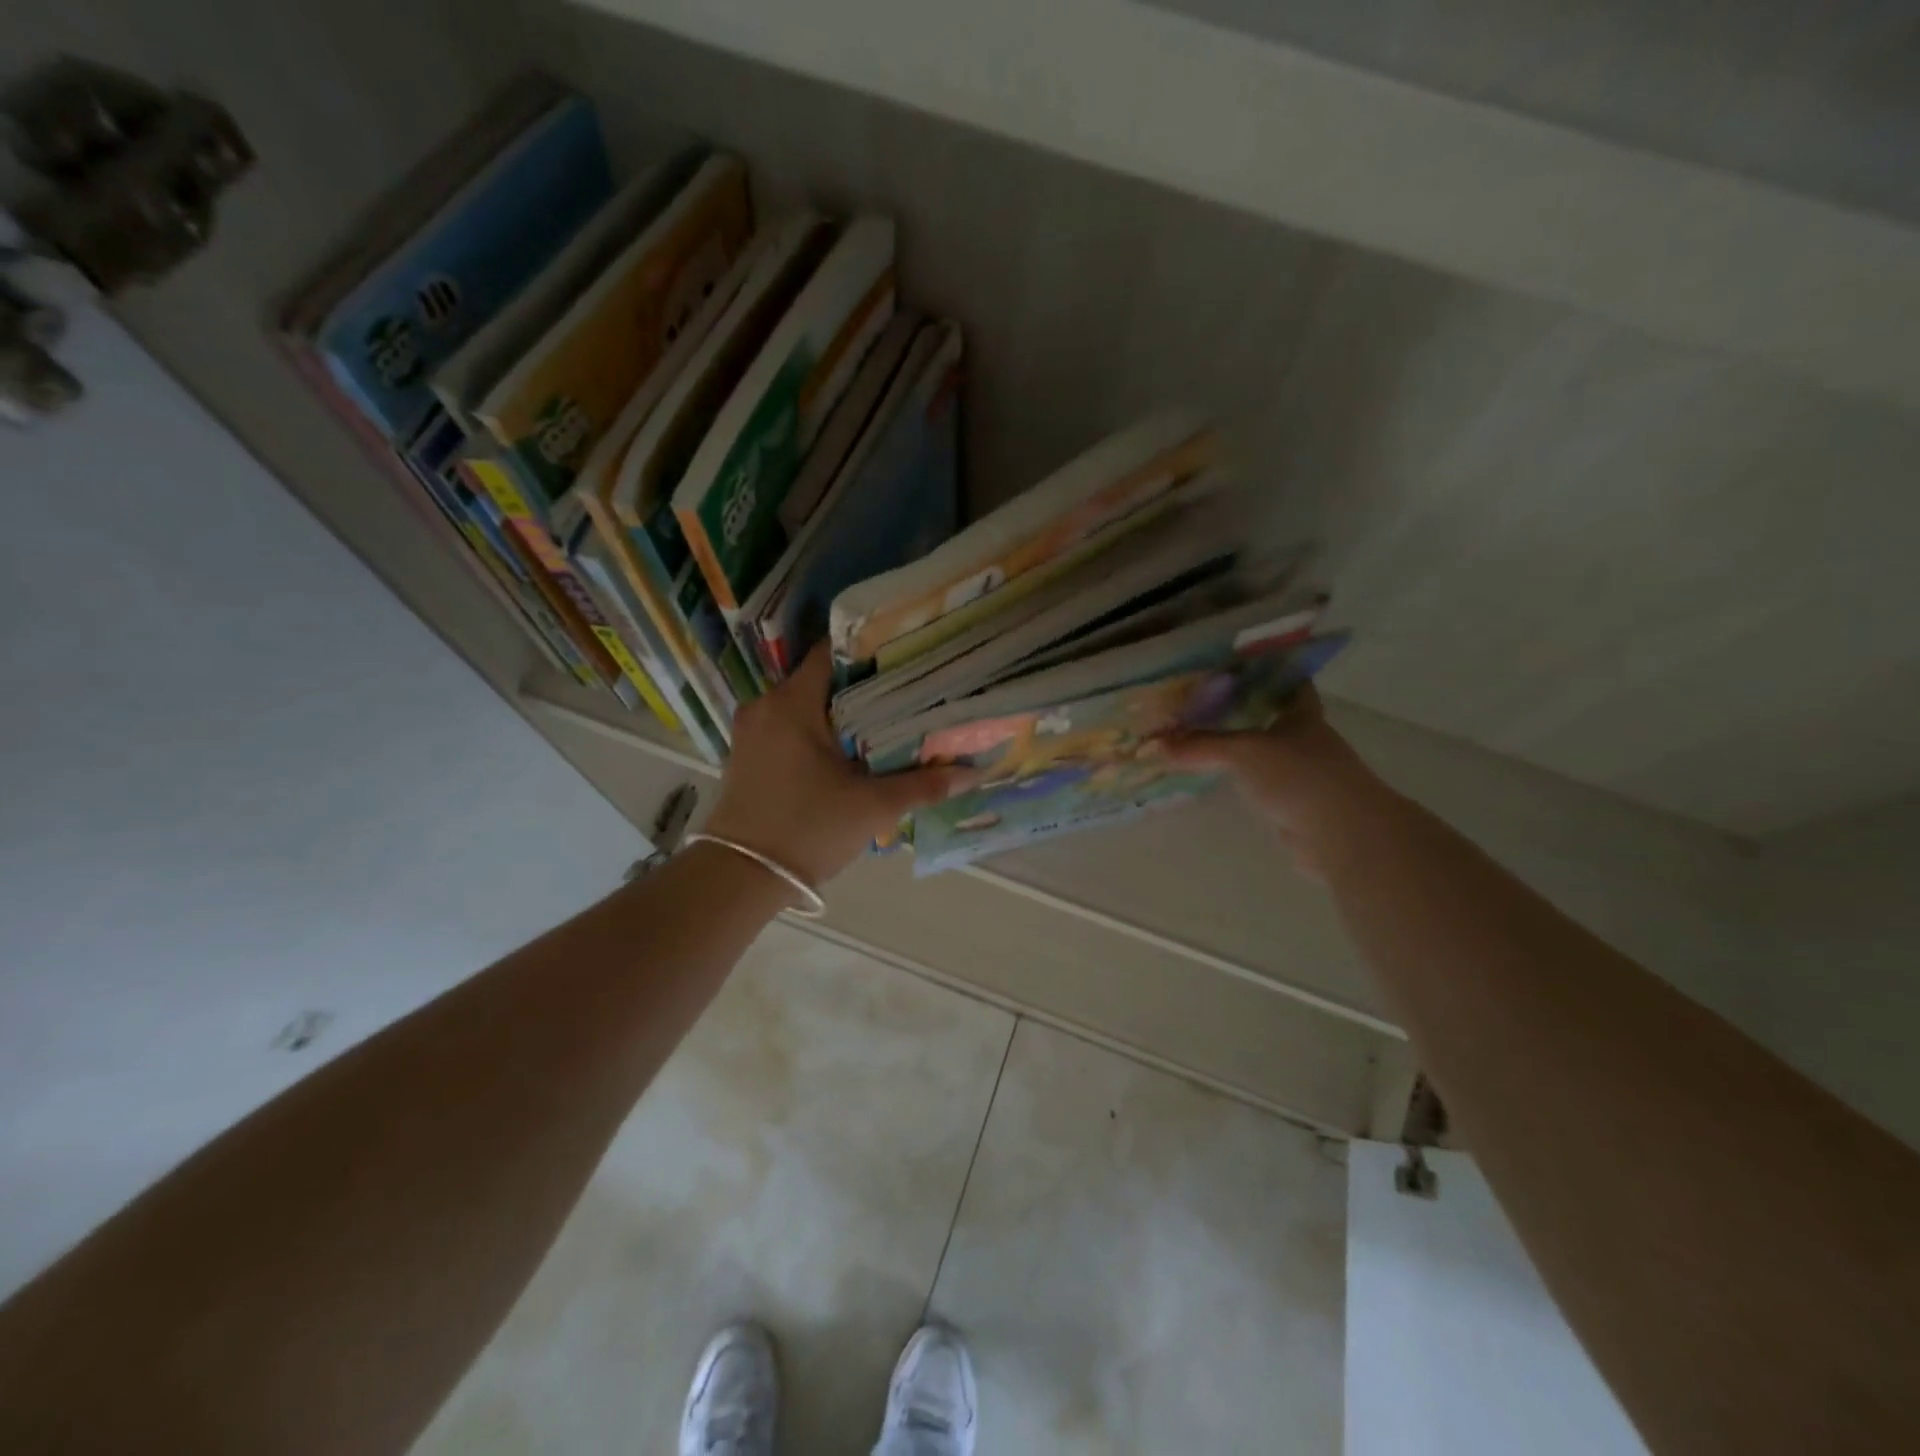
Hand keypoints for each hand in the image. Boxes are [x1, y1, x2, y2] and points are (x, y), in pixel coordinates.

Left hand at [703, 644, 973, 888]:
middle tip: (906, 690)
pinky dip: (818, 730)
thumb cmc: (807, 829)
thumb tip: (973, 773)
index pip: (832, 651)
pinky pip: (789, 727)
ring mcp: (752, 731)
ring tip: (884, 717)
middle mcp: (766, 706)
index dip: (870, 650)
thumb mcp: (872, 806)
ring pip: (805, 705)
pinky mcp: (747, 755)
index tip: (904, 656)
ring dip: (840, 711)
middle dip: (862, 684)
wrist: (740, 877)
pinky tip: (848, 747)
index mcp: (792, 703)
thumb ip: (923, 785)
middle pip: (821, 679)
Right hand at [1161, 687, 1388, 878]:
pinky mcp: (1297, 808)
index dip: (1272, 672)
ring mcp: (1305, 777)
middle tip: (1206, 704)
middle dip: (1247, 711)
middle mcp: (1307, 742)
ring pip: (1268, 755)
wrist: (1341, 834)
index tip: (1242, 666)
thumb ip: (1202, 746)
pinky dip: (1244, 783)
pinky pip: (1263, 787)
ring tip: (1204, 741)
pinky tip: (1220, 781)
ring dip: (1243, 749)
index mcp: (1304, 717)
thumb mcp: (1244, 752)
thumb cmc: (1299, 776)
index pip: (1292, 684)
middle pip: (1276, 719)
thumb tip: (1156, 745)